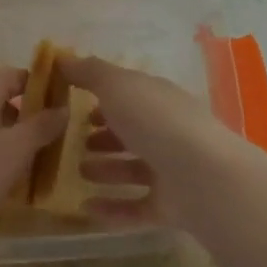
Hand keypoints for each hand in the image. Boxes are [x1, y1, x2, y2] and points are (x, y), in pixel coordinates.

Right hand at [57, 54, 246, 228]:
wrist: (203, 177)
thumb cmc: (156, 122)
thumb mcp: (118, 86)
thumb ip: (90, 72)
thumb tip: (62, 58)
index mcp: (160, 100)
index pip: (131, 96)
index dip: (104, 98)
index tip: (74, 105)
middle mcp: (169, 132)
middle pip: (134, 132)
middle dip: (105, 137)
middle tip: (75, 143)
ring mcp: (173, 171)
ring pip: (135, 169)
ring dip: (107, 170)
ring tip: (79, 173)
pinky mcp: (171, 206)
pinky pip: (137, 207)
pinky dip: (112, 208)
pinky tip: (86, 208)